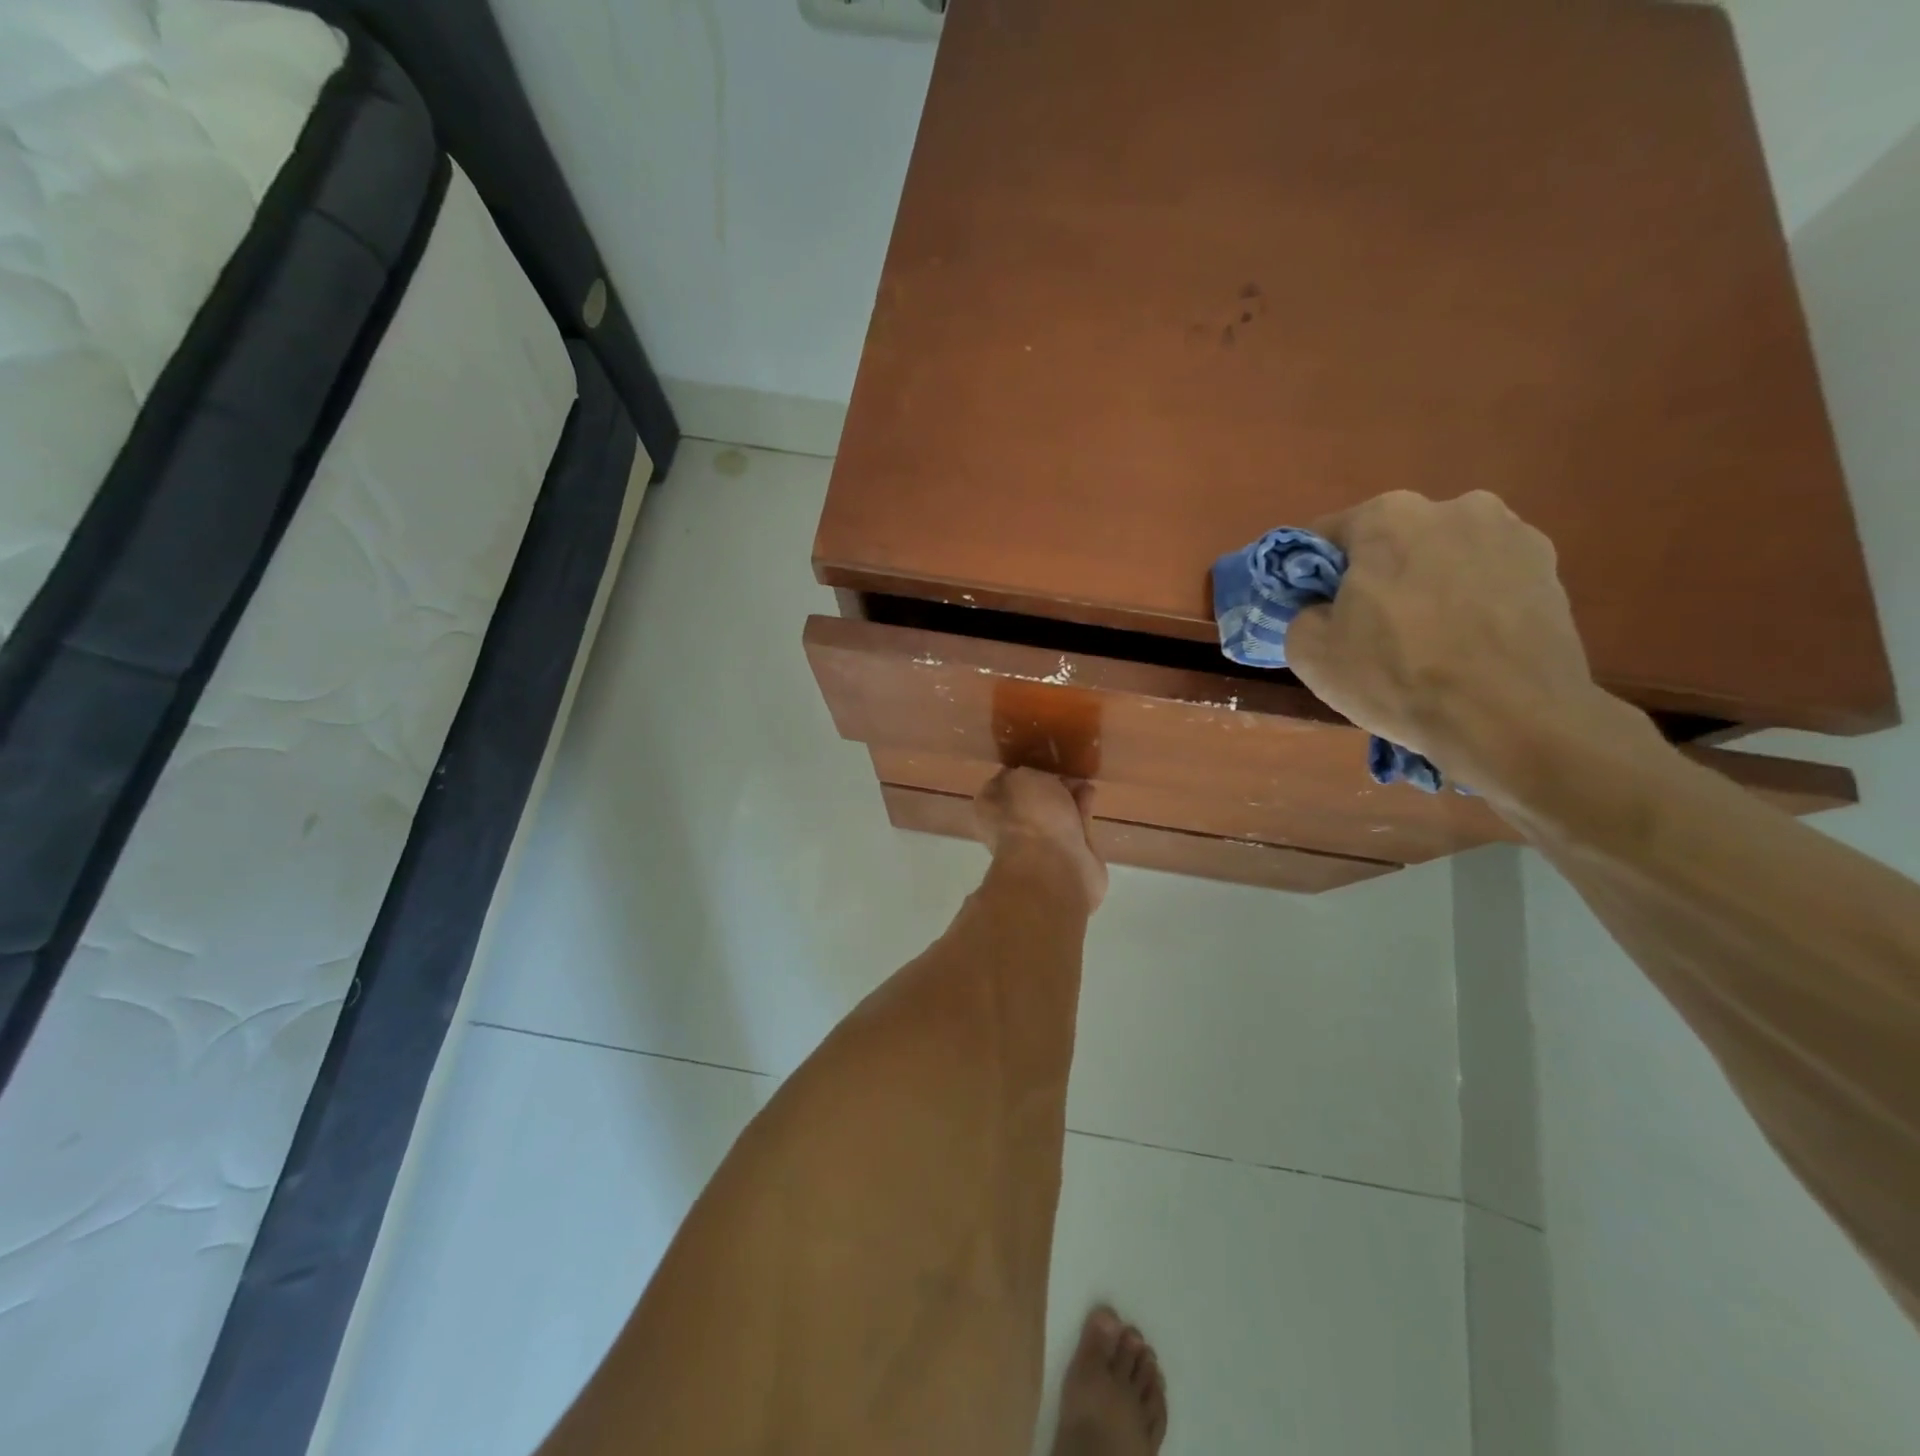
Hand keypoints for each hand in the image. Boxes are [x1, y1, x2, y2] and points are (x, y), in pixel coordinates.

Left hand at [975, 768, 1107, 911]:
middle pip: (1032, 800)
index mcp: (990, 809)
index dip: (1020, 770)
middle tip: (1066, 768)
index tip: (1039, 759)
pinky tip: (1091, 793)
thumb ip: (1026, 772)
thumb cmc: (1029, 817)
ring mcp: (1040, 845)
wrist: (1054, 867)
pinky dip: (1082, 810)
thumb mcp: (1022, 778)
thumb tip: (1033, 776)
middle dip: (1049, 784)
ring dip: (1068, 796)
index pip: (1002, 784)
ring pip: (1056, 813)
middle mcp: (1012, 827)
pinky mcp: (1068, 856)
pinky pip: (1075, 825)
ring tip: (1082, 778)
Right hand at [1285, 491, 1609, 789]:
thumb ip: (1303, 614)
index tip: (1316, 612)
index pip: (1327, 537)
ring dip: (1428, 586)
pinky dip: (1472, 603)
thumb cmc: (1397, 677)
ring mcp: (1513, 534)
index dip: (1313, 577)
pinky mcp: (1551, 569)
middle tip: (1372, 632)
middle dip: (1378, 577)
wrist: (1511, 720)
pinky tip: (1468, 646)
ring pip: (1444, 558)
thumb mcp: (1309, 653)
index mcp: (1388, 516)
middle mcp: (1454, 506)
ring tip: (1428, 642)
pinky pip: (1487, 579)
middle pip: (1392, 542)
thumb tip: (1325, 609)